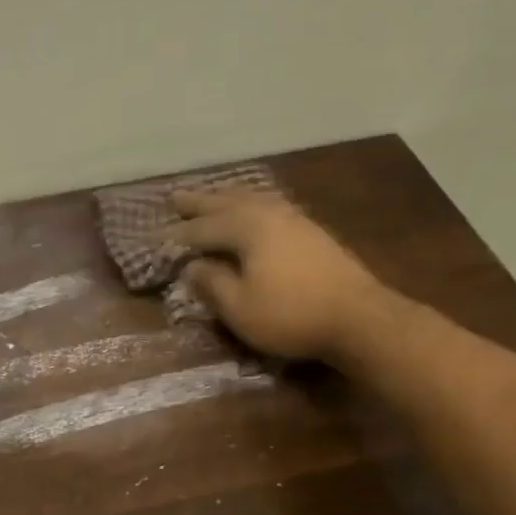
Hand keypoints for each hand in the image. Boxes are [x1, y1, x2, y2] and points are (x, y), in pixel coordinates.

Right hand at [171, 190, 386, 361]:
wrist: (359, 317)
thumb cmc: (290, 315)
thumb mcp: (239, 308)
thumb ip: (211, 284)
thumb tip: (192, 267)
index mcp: (247, 228)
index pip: (203, 229)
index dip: (178, 236)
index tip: (156, 240)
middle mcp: (269, 214)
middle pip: (227, 203)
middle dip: (199, 203)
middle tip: (174, 197)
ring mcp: (294, 219)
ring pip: (252, 199)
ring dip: (227, 198)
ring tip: (212, 197)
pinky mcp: (312, 231)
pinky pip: (270, 206)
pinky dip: (251, 204)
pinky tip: (253, 210)